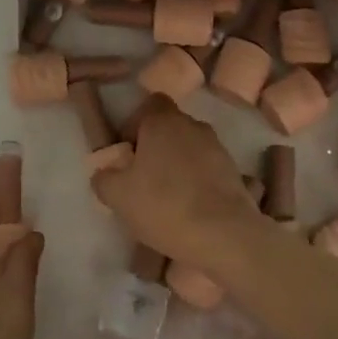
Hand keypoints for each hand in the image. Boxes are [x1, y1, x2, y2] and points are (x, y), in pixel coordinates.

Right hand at [92, 96, 262, 269]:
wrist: (224, 234)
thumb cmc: (164, 205)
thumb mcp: (117, 196)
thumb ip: (104, 178)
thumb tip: (106, 173)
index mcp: (162, 121)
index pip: (149, 104)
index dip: (136, 124)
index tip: (128, 152)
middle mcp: (192, 125)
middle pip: (170, 127)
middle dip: (156, 147)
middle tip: (143, 179)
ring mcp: (217, 147)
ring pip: (190, 148)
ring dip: (178, 165)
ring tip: (168, 198)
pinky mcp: (234, 171)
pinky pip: (207, 169)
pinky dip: (197, 182)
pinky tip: (190, 209)